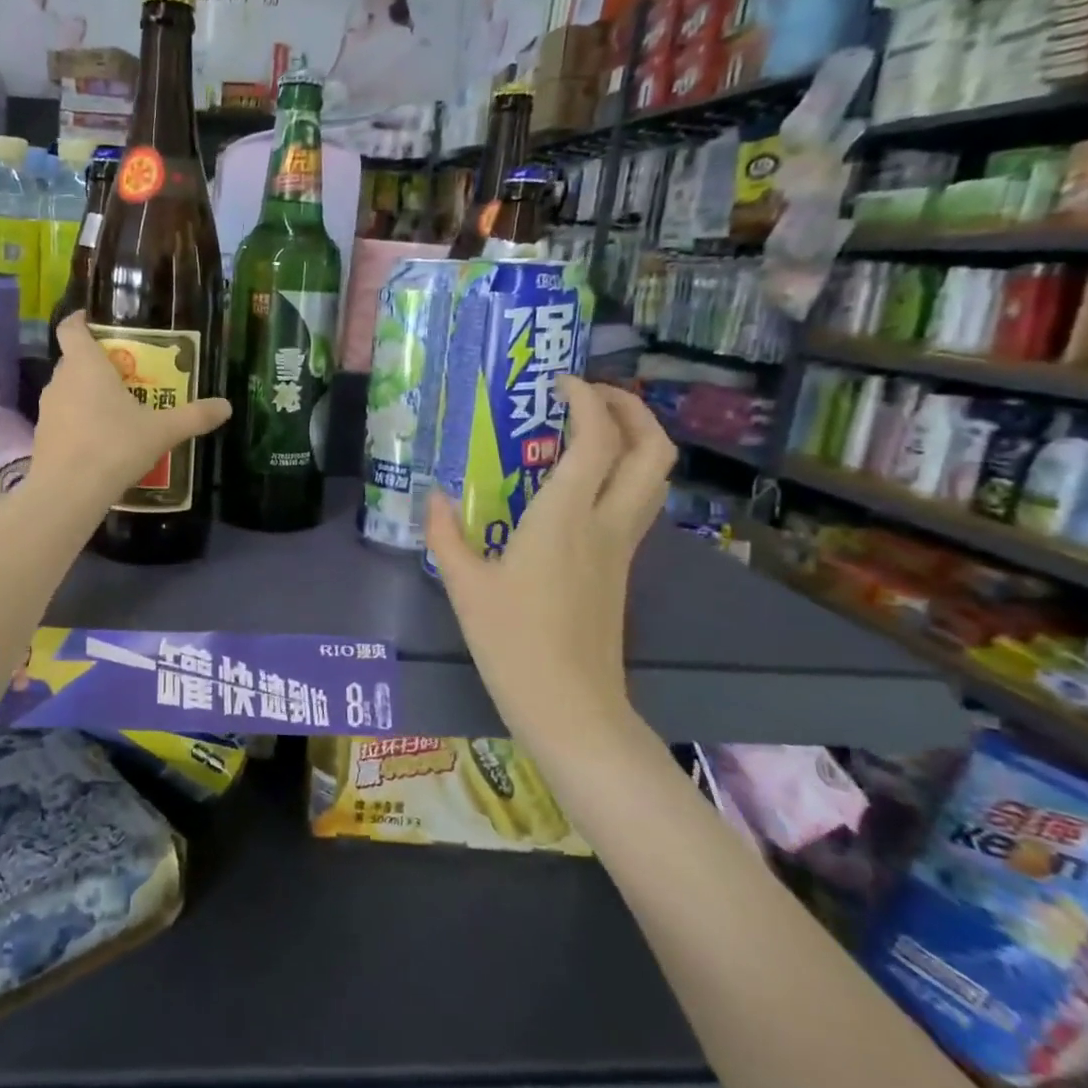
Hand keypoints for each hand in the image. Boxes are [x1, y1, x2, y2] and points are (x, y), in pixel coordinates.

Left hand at [34, 313, 230, 507]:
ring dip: (88, 394)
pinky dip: (80, 421)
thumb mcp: (161, 431)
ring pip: (68, 390)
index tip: (94, 320)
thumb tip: (227, 406)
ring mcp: (47, 410)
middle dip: (97, 362)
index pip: (71, 328)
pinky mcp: (43, 438)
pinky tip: (102, 441)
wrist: (68, 492)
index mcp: (85, 365)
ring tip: (118, 408)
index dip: (80, 320)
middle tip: (127, 372)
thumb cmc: (114, 446)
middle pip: (74, 360)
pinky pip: (64, 418)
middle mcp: (60, 381)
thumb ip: (194, 417)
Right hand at [425, 378, 672, 754]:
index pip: (596, 440)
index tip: (558, 382)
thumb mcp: (463, 585)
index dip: (587, 400)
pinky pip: (637, 503)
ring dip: (636, 440)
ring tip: (592, 429)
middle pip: (652, 451)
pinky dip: (622, 474)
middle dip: (631, 410)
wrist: (568, 704)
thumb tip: (434, 496)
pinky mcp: (621, 568)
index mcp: (564, 518)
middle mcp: (605, 523)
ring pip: (654, 478)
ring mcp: (621, 547)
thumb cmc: (512, 642)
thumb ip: (445, 534)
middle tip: (591, 396)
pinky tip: (580, 484)